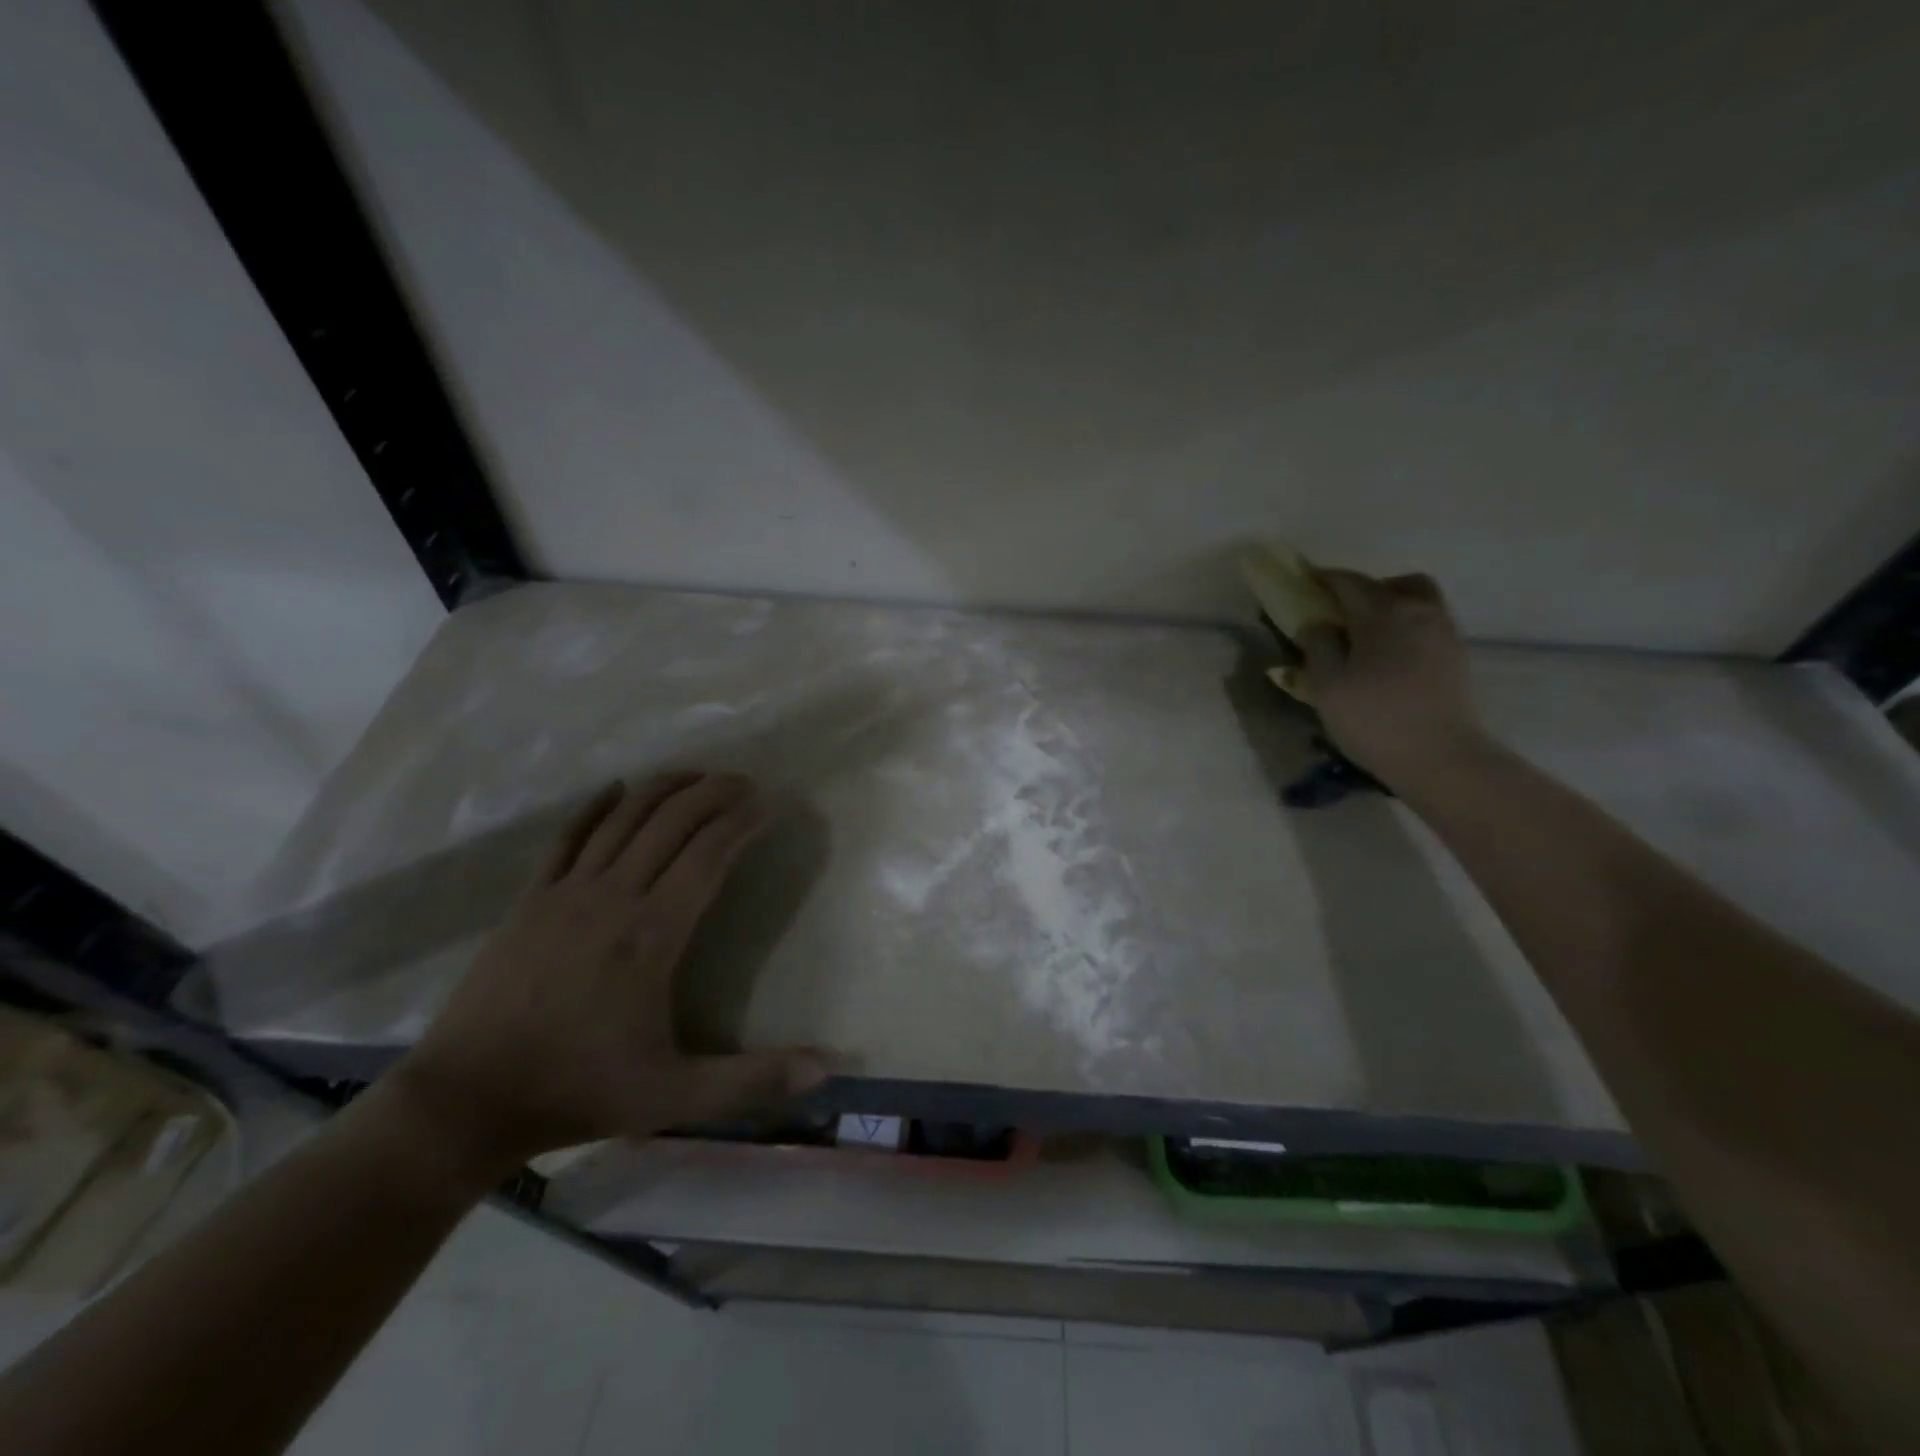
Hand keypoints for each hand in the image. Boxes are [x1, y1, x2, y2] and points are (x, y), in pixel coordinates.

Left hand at [386, 772, 826, 1174]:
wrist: (464, 1102)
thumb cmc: (577, 1092)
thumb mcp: (674, 1097)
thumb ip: (752, 1081)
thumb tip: (827, 1072)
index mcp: (651, 934)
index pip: (708, 855)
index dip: (741, 822)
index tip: (768, 804)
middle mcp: (612, 897)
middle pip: (670, 822)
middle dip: (712, 792)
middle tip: (744, 781)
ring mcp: (565, 892)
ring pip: (623, 817)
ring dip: (665, 788)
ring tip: (697, 774)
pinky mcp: (530, 899)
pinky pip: (569, 836)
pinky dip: (597, 806)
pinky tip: (617, 788)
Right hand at [1297, 569, 1493, 789]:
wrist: (1440, 758)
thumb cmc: (1373, 718)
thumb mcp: (1327, 684)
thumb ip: (1318, 645)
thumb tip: (1319, 623)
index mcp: (1383, 613)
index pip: (1349, 582)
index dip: (1324, 580)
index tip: (1304, 582)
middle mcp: (1420, 612)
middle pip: (1395, 584)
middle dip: (1366, 590)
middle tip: (1342, 612)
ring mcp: (1445, 634)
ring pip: (1419, 603)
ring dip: (1392, 608)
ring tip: (1367, 637)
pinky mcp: (1457, 658)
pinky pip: (1428, 627)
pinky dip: (1407, 630)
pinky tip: (1390, 658)